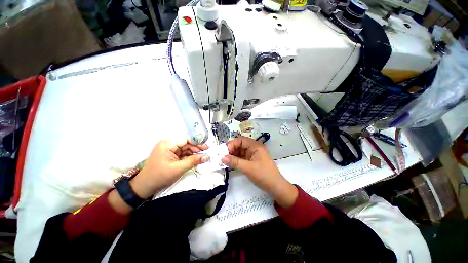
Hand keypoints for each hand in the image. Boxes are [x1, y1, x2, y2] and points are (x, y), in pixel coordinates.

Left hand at [131, 138, 208, 198]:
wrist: (144, 187)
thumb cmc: (160, 176)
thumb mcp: (179, 168)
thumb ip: (194, 161)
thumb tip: (207, 157)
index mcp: (168, 144)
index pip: (186, 138)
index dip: (198, 142)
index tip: (208, 147)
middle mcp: (168, 144)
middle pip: (187, 143)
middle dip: (197, 148)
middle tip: (207, 153)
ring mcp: (169, 149)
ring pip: (186, 148)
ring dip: (194, 152)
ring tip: (203, 157)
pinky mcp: (170, 155)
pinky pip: (183, 153)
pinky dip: (189, 156)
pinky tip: (196, 159)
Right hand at [221, 137, 297, 207]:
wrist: (275, 187)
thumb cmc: (263, 175)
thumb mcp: (248, 168)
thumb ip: (234, 162)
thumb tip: (221, 157)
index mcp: (255, 146)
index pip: (241, 140)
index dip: (232, 144)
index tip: (224, 152)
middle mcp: (254, 148)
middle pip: (240, 145)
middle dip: (231, 150)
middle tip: (222, 157)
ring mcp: (253, 154)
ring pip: (240, 152)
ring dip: (232, 155)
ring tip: (224, 161)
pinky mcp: (252, 161)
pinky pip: (242, 157)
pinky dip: (236, 160)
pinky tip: (230, 164)